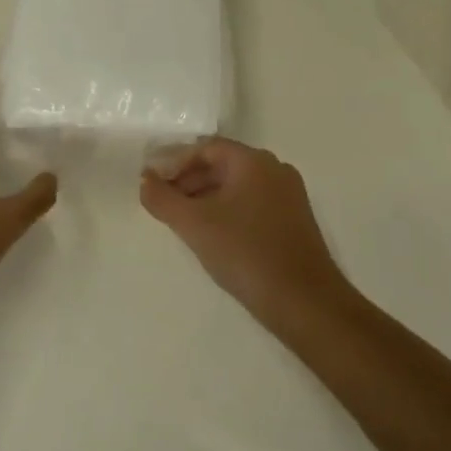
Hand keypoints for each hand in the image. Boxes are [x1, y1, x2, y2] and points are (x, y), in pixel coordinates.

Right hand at [139, 138, 348, 328]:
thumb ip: (163, 199)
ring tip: (183, 222)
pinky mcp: (294, 221)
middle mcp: (275, 170)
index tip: (153, 183)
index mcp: (254, 161)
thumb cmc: (246, 253)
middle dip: (189, 180)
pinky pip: (253, 204)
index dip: (175, 162)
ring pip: (238, 186)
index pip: (206, 148)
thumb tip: (145, 179)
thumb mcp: (195, 225)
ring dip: (207, 197)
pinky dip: (228, 211)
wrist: (305, 302)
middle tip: (163, 203)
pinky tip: (213, 236)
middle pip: (223, 164)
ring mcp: (288, 196)